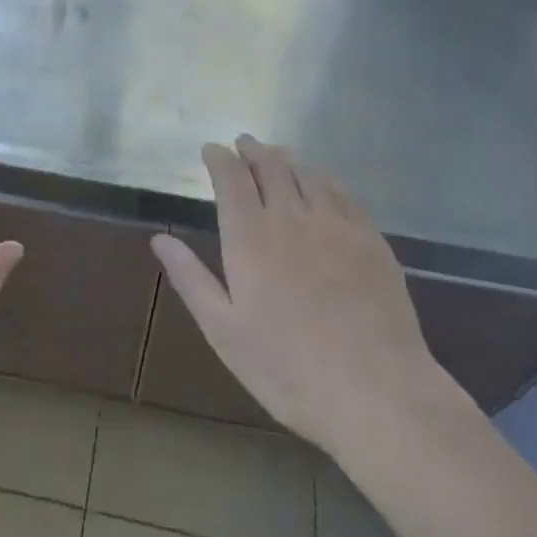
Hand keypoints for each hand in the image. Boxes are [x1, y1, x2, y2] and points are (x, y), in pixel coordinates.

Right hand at [151, 135, 463, 459]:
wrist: (377, 393)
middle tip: (243, 143)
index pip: (230, 178)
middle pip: (270, 165)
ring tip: (278, 157)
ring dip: (287, 159)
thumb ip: (190, 278)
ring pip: (306, 174)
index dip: (219, 158)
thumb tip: (159, 238)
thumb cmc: (288, 369)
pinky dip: (324, 179)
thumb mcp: (224, 331)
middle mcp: (290, 217)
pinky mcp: (370, 239)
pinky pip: (342, 193)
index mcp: (250, 236)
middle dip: (252, 149)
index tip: (211, 149)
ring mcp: (335, 225)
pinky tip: (322, 184)